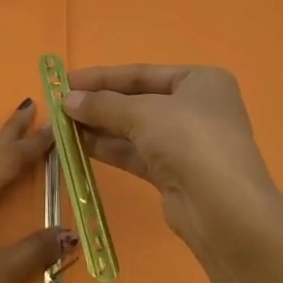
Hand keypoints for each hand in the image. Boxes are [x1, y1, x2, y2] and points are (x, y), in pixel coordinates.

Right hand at [65, 65, 282, 258]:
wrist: (223, 209)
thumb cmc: (189, 140)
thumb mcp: (143, 113)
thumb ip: (102, 105)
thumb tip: (67, 101)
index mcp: (201, 81)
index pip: (142, 73)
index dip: (102, 77)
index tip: (65, 80)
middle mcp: (197, 108)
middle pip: (137, 101)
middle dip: (99, 104)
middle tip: (59, 106)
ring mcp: (187, 143)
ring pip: (134, 129)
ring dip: (99, 127)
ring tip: (61, 126)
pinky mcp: (175, 173)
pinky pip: (136, 153)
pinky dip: (109, 148)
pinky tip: (79, 146)